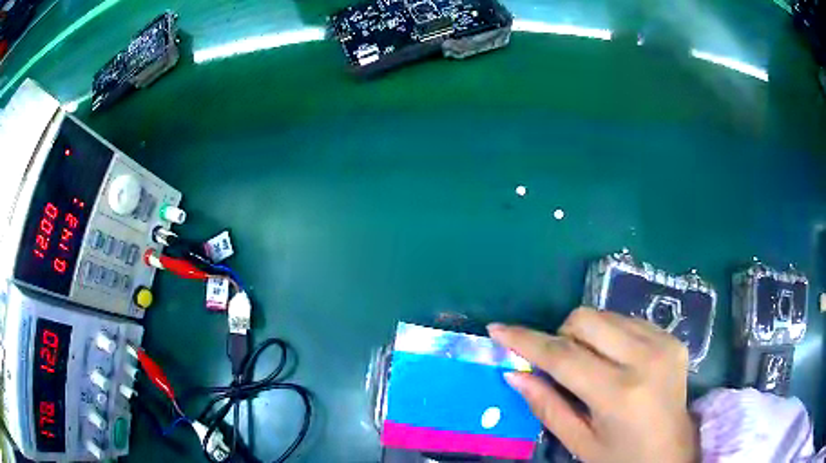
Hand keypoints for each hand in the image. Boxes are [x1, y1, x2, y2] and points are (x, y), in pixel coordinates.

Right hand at [488, 307, 697, 462]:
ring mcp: (663, 342)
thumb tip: (514, 375)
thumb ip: (547, 406)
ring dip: (587, 335)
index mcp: (619, 394)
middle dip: (562, 335)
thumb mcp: (579, 442)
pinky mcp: (672, 337)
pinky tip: (616, 361)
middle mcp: (645, 358)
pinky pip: (628, 321)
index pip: (563, 356)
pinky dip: (611, 336)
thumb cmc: (621, 457)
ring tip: (592, 366)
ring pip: (606, 315)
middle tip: (560, 364)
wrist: (672, 452)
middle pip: (586, 320)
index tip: (498, 329)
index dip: (526, 341)